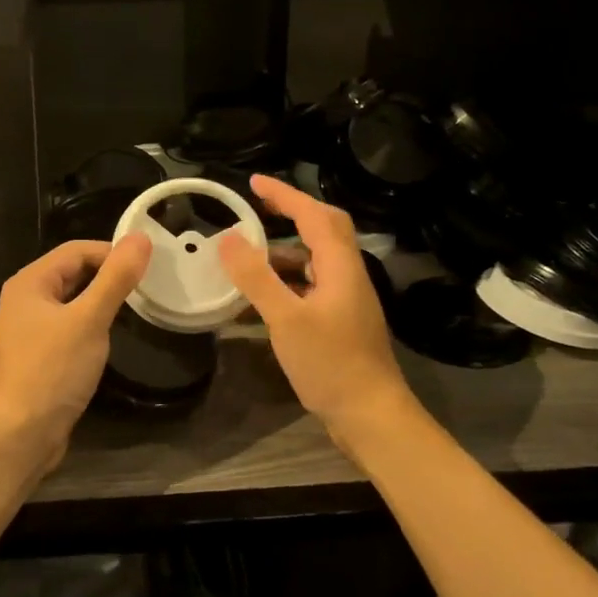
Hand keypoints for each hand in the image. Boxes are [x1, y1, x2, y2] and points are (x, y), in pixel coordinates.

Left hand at [0, 235, 151, 468]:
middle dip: (106, 276)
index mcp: (29, 283)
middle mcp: (23, 300)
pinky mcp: (36, 356)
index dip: (111, 252)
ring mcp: (27, 330)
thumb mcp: (90, 320)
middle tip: (145, 287)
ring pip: (70, 302)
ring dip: (99, 302)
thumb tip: (140, 238)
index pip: (76, 250)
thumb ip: (115, 279)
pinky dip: (89, 325)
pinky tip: (107, 338)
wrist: (21, 433)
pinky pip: (67, 327)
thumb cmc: (53, 370)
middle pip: (71, 274)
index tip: (147, 267)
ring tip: (133, 309)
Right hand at [217, 175, 410, 433]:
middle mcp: (347, 275)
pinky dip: (286, 282)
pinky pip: (310, 287)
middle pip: (324, 230)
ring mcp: (346, 299)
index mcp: (340, 266)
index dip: (285, 195)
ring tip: (247, 257)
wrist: (369, 414)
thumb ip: (256, 277)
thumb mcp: (285, 319)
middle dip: (291, 214)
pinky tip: (261, 299)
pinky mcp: (340, 322)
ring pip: (315, 261)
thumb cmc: (330, 363)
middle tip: (257, 209)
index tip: (254, 182)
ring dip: (284, 252)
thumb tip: (228, 238)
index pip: (314, 214)